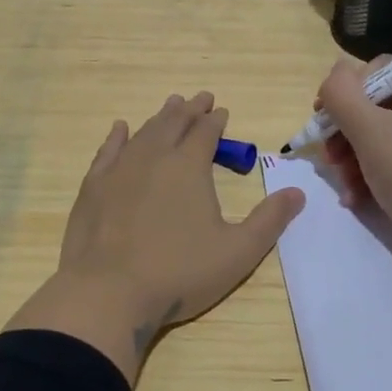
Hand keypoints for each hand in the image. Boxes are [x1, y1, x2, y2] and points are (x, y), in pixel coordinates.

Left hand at [6, 92, 304, 384]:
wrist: (108, 292)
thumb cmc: (179, 273)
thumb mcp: (238, 252)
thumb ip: (269, 220)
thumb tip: (297, 192)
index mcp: (189, 166)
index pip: (206, 132)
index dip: (216, 120)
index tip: (221, 111)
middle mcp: (153, 157)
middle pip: (174, 123)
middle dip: (190, 109)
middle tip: (200, 98)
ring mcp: (119, 170)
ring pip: (143, 132)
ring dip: (159, 117)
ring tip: (170, 106)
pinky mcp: (93, 187)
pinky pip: (108, 151)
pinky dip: (117, 137)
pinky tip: (121, 129)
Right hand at [317, 59, 391, 268]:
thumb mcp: (367, 128)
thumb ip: (341, 92)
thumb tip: (336, 73)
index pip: (380, 69)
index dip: (346, 94)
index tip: (323, 121)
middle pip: (380, 103)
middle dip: (348, 132)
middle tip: (329, 158)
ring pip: (386, 131)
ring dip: (355, 155)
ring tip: (343, 182)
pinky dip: (376, 169)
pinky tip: (356, 194)